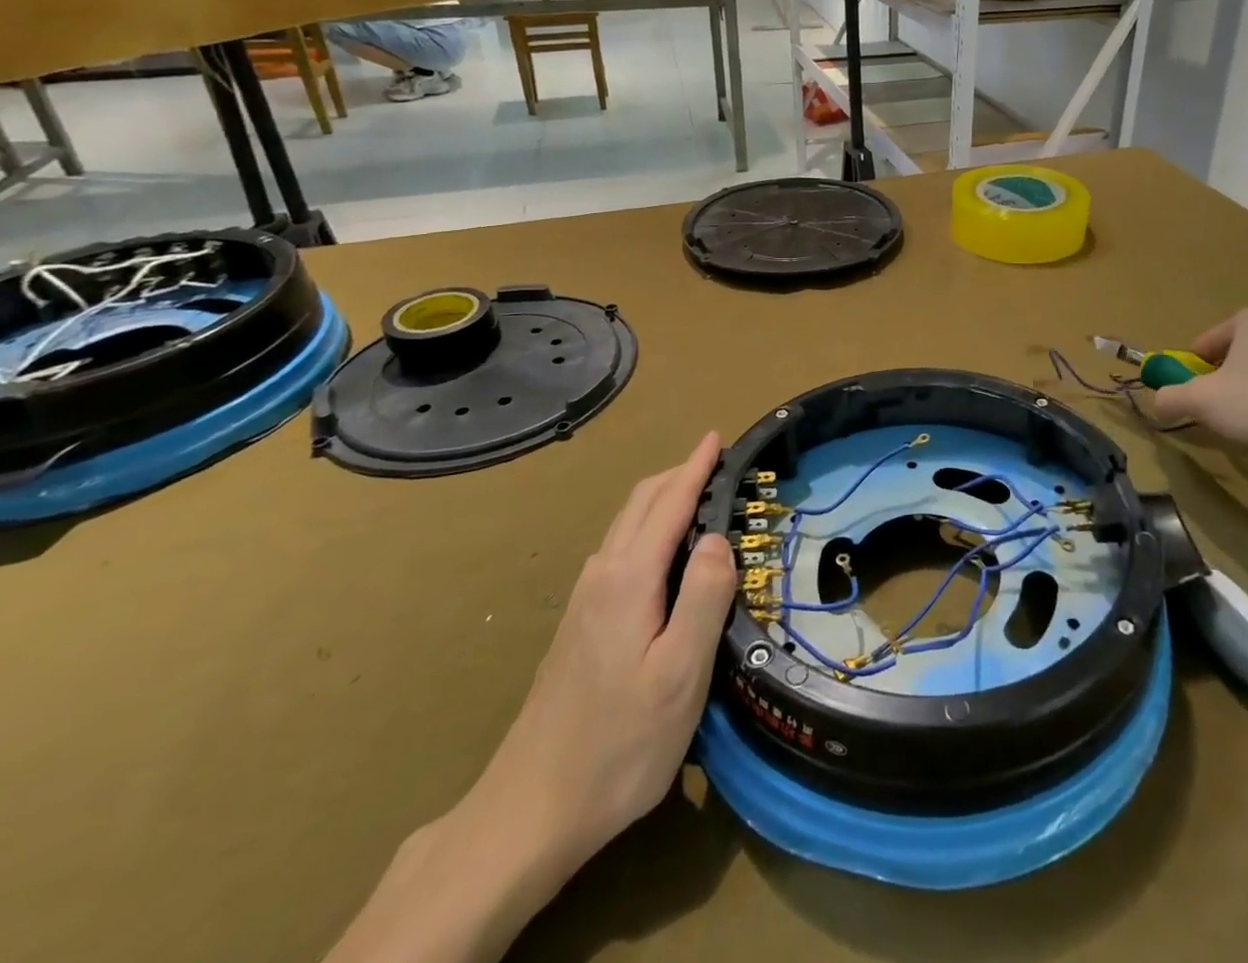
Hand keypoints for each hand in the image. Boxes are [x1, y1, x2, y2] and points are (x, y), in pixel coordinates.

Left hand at [464, 432, 735, 881]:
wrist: (530, 811)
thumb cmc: (619, 743)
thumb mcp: (680, 674)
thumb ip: (703, 597)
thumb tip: (716, 537)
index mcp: (629, 579)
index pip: (668, 503)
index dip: (695, 467)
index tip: (716, 436)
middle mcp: (602, 576)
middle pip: (641, 504)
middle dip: (678, 474)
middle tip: (717, 463)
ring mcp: (585, 600)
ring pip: (626, 526)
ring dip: (662, 500)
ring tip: (698, 499)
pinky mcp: (579, 624)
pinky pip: (619, 550)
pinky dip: (648, 528)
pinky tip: (664, 555)